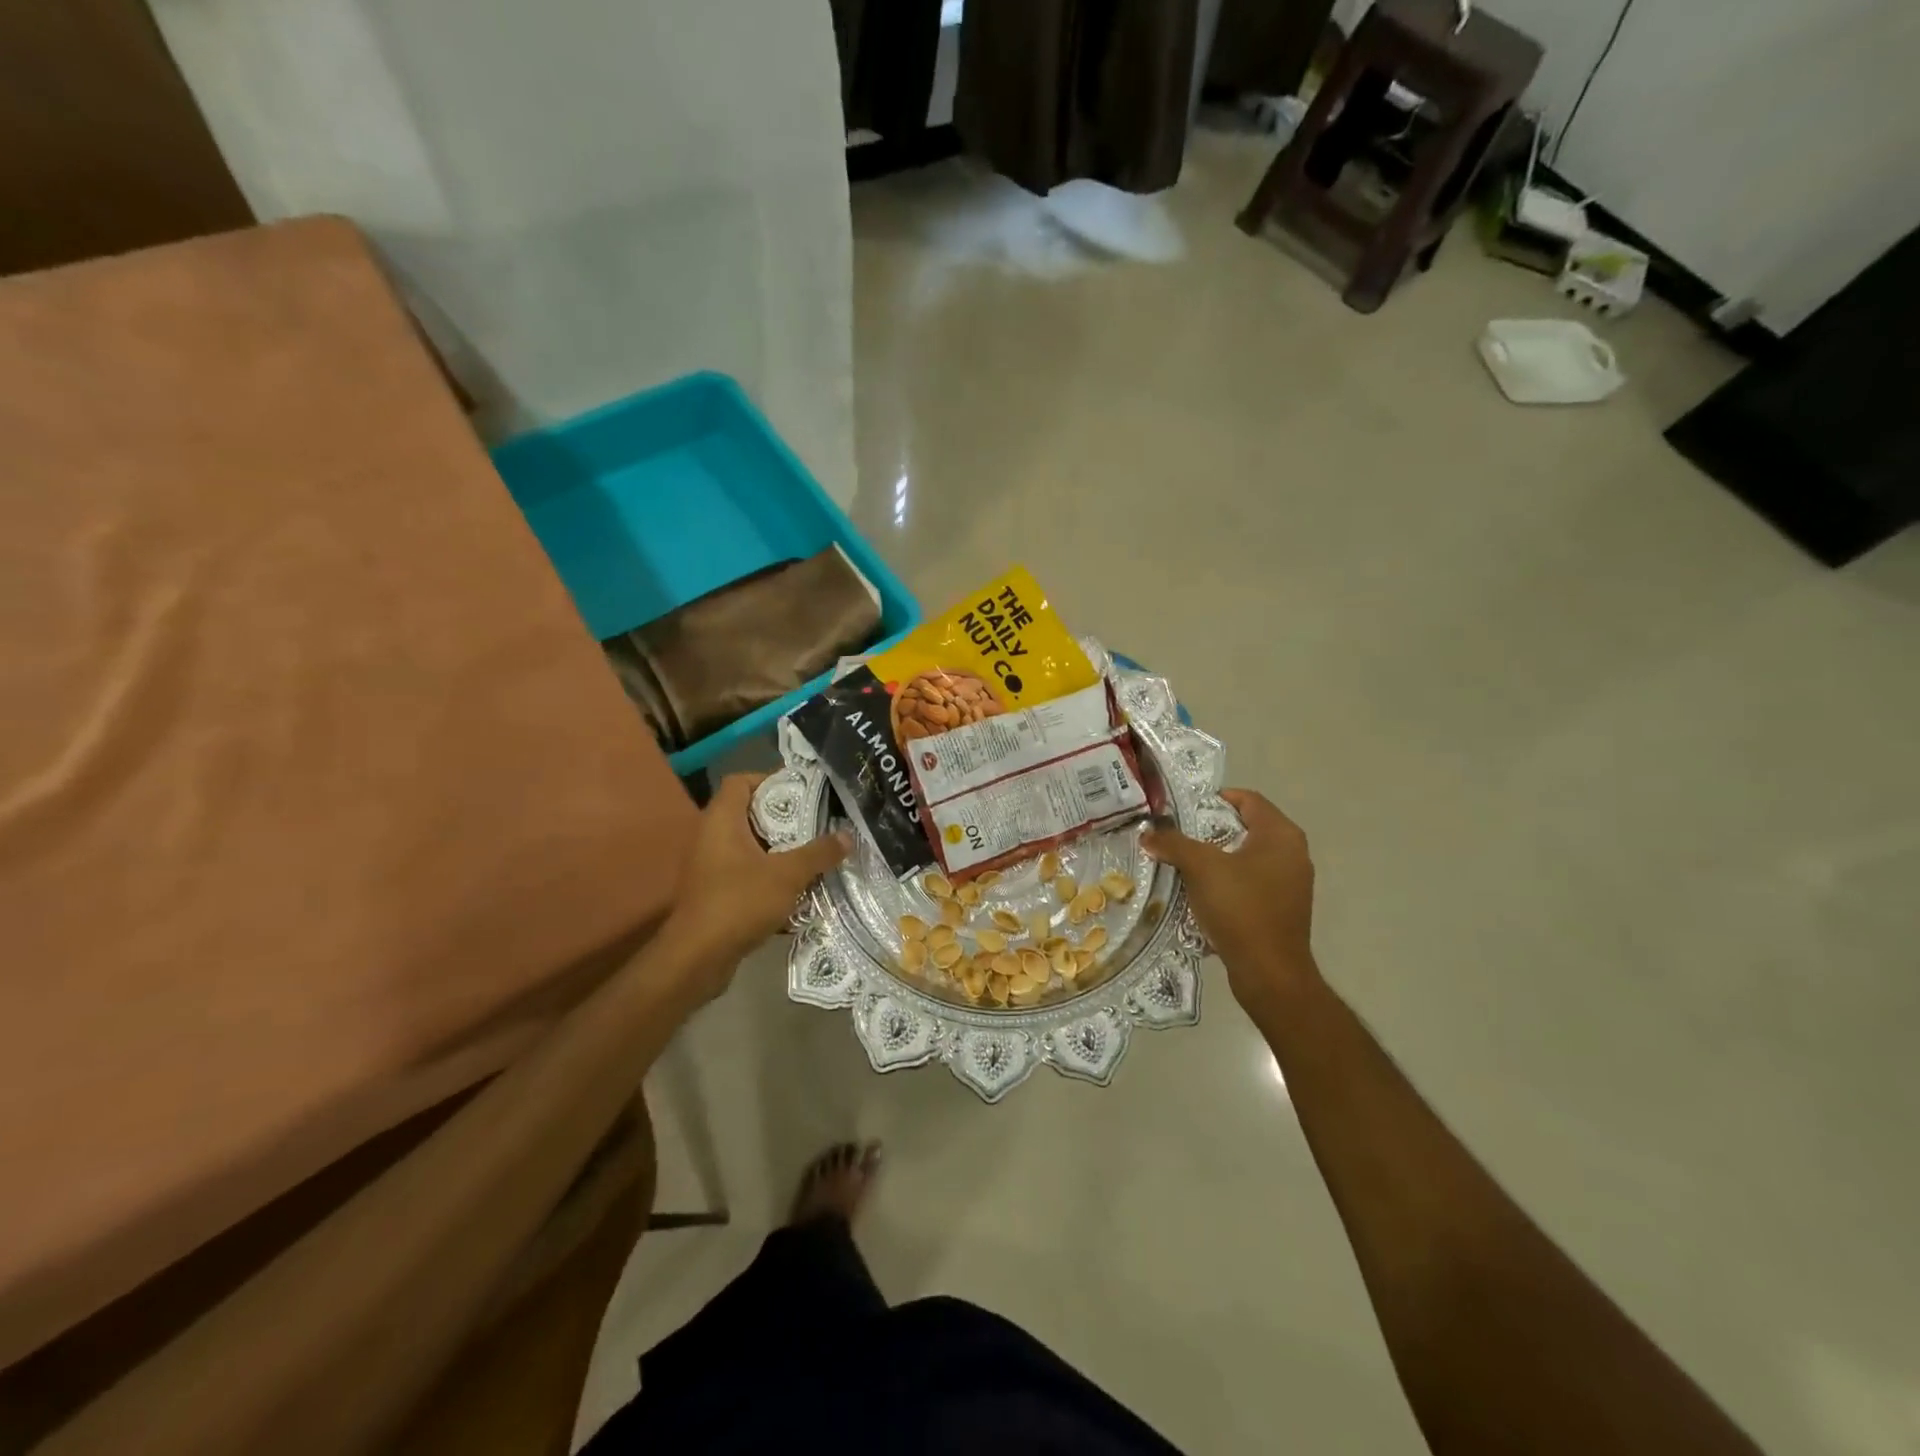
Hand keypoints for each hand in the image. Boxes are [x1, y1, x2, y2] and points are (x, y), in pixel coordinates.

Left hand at [663, 774, 850, 995]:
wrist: (697, 958)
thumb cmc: (739, 902)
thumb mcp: (788, 874)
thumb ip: (819, 853)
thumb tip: (847, 836)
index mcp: (722, 820)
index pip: (740, 781)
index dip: (770, 779)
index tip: (803, 792)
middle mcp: (711, 837)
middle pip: (750, 813)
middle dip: (785, 819)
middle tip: (818, 823)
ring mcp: (711, 866)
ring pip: (751, 846)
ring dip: (781, 850)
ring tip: (815, 854)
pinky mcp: (715, 893)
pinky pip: (747, 873)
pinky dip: (771, 876)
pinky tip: (799, 889)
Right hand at [1142, 789, 1318, 1020]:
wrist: (1269, 972)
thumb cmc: (1240, 909)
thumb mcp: (1200, 868)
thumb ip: (1173, 843)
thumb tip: (1148, 833)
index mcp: (1281, 835)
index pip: (1248, 799)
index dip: (1215, 799)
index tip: (1184, 808)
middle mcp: (1293, 853)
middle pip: (1247, 827)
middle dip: (1210, 829)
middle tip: (1178, 834)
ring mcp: (1291, 882)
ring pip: (1248, 857)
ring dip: (1217, 857)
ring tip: (1184, 863)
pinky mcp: (1284, 908)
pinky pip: (1252, 882)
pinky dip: (1228, 881)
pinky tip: (1202, 892)